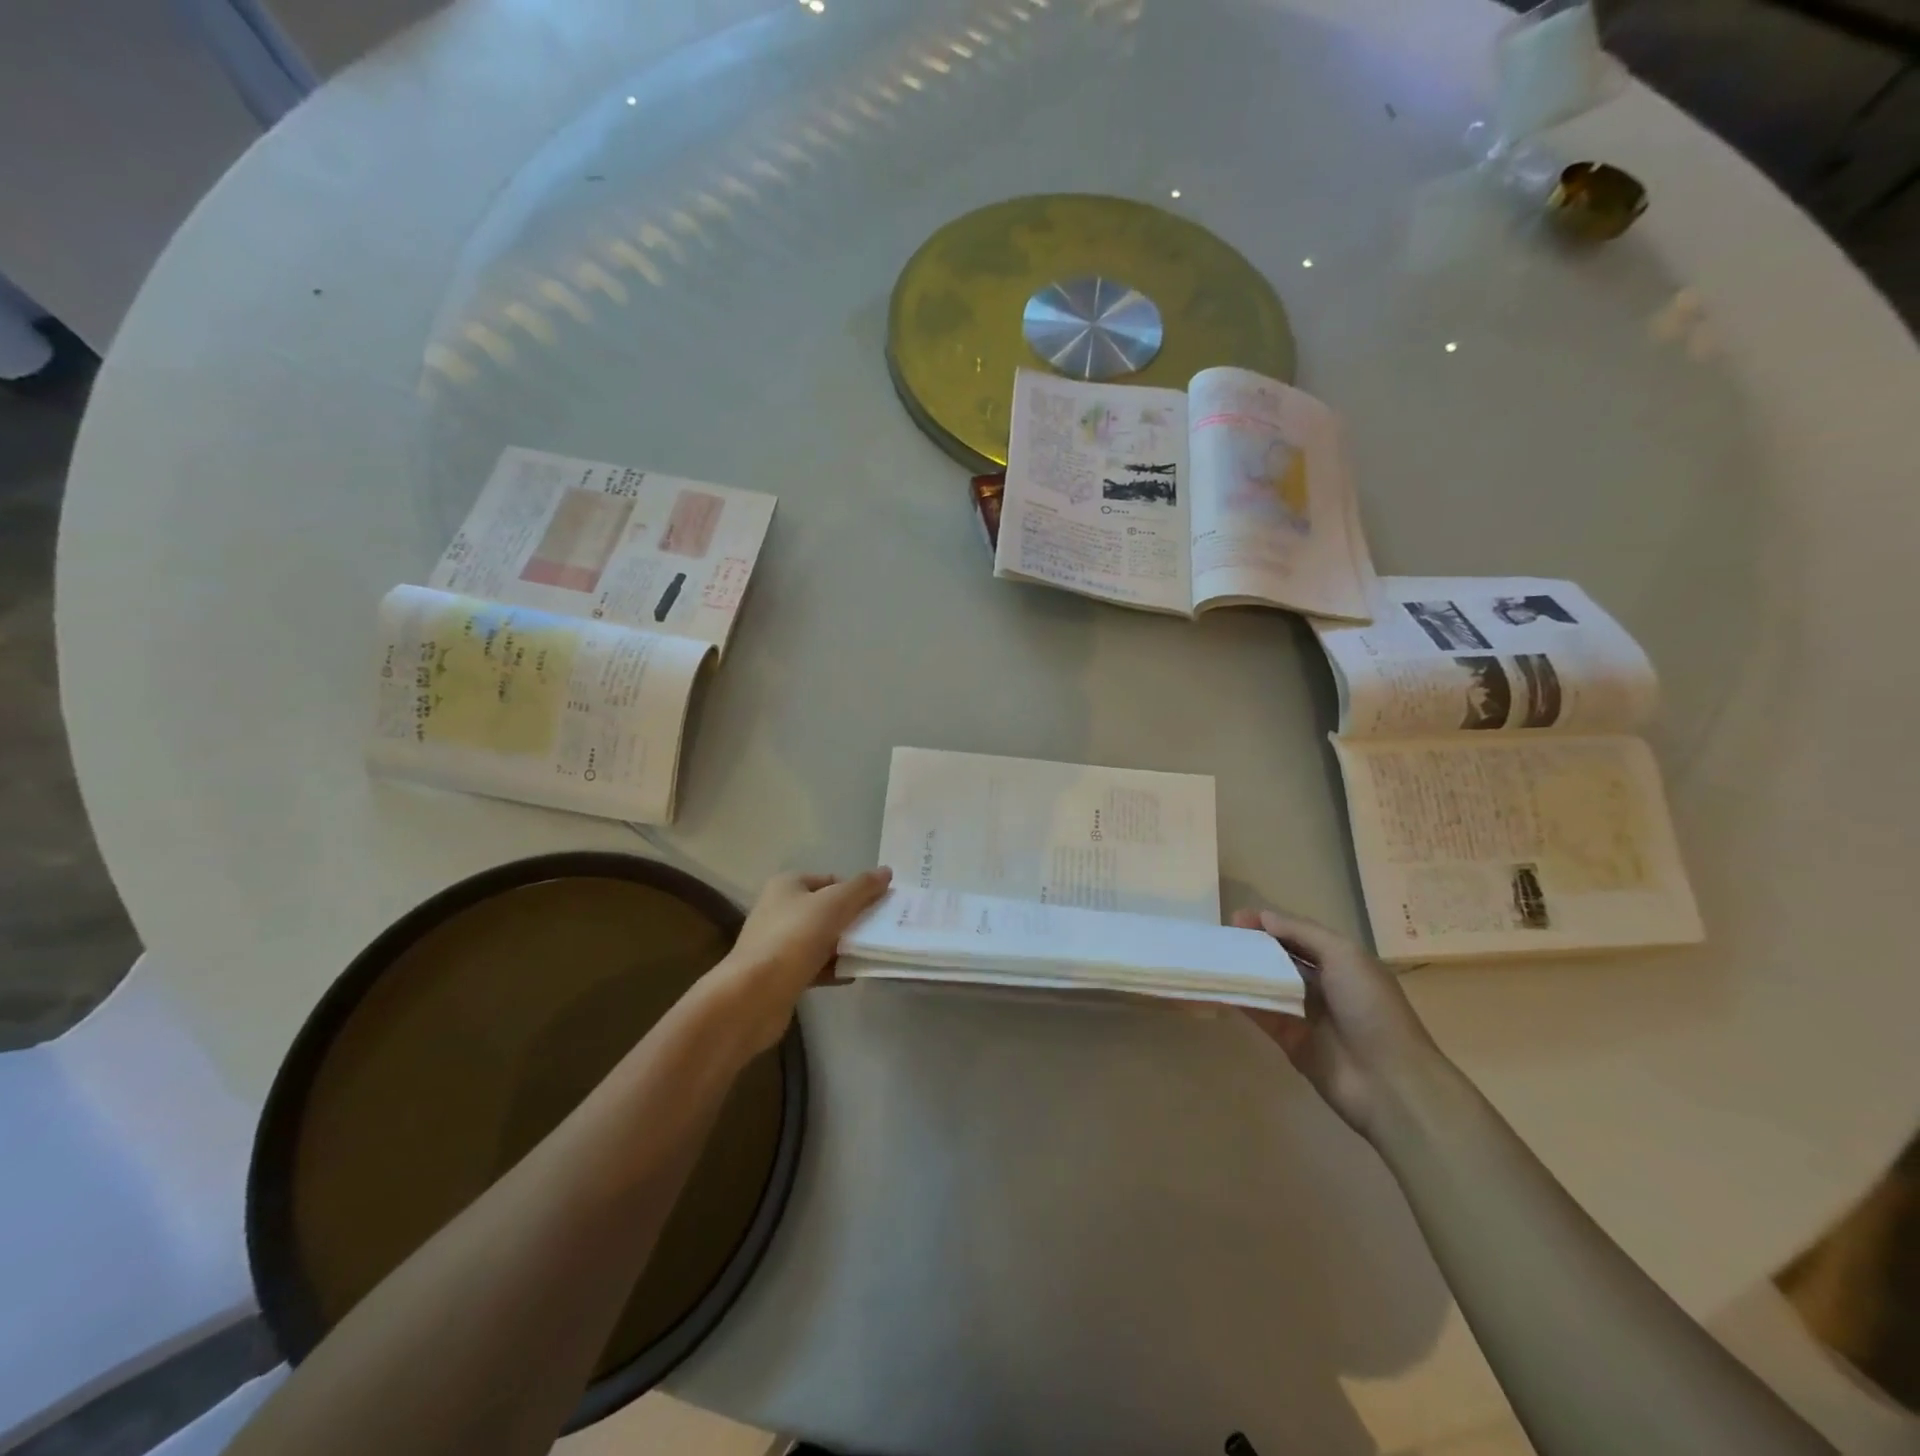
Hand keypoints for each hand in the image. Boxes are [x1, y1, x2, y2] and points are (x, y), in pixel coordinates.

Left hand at [705, 868, 892, 1056]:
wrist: (754, 995)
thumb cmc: (795, 938)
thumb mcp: (834, 904)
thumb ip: (862, 887)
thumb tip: (886, 871)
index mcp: (787, 885)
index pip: (831, 880)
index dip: (857, 891)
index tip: (881, 907)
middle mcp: (780, 909)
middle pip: (828, 909)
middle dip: (854, 919)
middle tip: (882, 930)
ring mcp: (779, 943)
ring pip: (823, 939)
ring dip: (846, 946)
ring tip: (872, 953)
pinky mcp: (782, 974)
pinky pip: (815, 965)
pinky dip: (833, 968)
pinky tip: (852, 974)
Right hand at [1231, 907, 1445, 1140]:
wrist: (1388, 1082)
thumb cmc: (1370, 1008)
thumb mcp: (1343, 955)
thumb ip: (1301, 933)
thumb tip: (1263, 917)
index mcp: (1341, 961)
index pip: (1297, 934)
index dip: (1268, 924)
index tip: (1235, 919)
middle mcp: (1322, 983)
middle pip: (1280, 958)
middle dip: (1252, 946)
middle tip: (1219, 938)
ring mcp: (1304, 1012)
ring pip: (1267, 984)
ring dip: (1242, 971)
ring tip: (1210, 958)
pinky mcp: (1289, 1039)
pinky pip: (1259, 1013)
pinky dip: (1239, 1000)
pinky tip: (1217, 987)